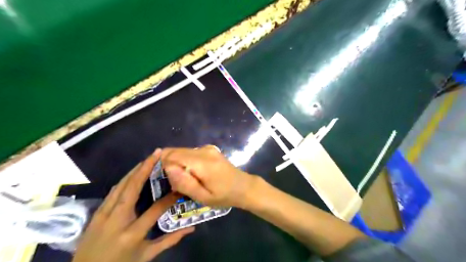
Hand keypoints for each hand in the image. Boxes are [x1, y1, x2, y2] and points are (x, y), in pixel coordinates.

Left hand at [73, 148, 195, 261]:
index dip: (170, 198)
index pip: (155, 210)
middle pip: (132, 188)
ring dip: (135, 169)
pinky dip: (125, 179)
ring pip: (121, 185)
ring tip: (148, 158)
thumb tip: (191, 229)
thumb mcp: (146, 256)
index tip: (181, 186)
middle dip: (146, 168)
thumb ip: (169, 241)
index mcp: (131, 234)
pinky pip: (113, 191)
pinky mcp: (96, 212)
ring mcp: (104, 214)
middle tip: (157, 153)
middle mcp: (117, 220)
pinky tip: (133, 172)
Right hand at [161, 145, 253, 207]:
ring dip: (177, 164)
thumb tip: (167, 167)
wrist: (244, 187)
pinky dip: (185, 162)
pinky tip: (191, 174)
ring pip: (182, 151)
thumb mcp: (203, 197)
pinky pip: (190, 153)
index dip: (162, 165)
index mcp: (202, 161)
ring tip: (182, 180)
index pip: (172, 155)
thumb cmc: (224, 196)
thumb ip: (184, 183)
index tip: (161, 179)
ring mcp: (207, 148)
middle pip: (175, 151)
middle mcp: (203, 150)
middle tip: (171, 182)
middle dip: (168, 164)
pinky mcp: (209, 149)